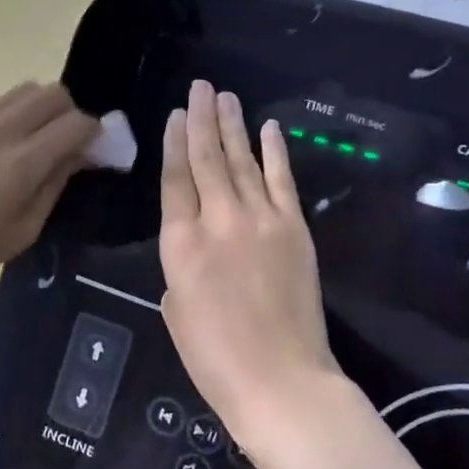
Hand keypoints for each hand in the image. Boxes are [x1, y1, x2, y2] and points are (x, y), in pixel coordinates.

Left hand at [0, 82, 97, 302]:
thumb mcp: (22, 231)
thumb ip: (55, 185)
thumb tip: (79, 155)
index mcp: (22, 162)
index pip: (75, 123)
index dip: (95, 133)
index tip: (98, 152)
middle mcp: (1, 130)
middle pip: (53, 93)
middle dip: (71, 113)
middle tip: (70, 144)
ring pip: (26, 90)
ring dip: (44, 109)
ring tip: (41, 142)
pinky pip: (1, 104)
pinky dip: (19, 114)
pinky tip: (11, 147)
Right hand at [159, 80, 344, 457]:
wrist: (280, 381)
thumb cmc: (214, 357)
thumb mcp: (175, 309)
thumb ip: (179, 266)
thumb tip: (196, 246)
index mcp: (180, 243)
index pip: (174, 179)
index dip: (173, 143)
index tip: (174, 114)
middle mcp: (218, 221)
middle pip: (207, 159)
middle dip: (200, 120)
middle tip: (199, 87)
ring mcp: (260, 221)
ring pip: (242, 161)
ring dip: (232, 126)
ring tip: (224, 96)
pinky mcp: (294, 229)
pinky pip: (281, 181)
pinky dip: (274, 152)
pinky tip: (268, 128)